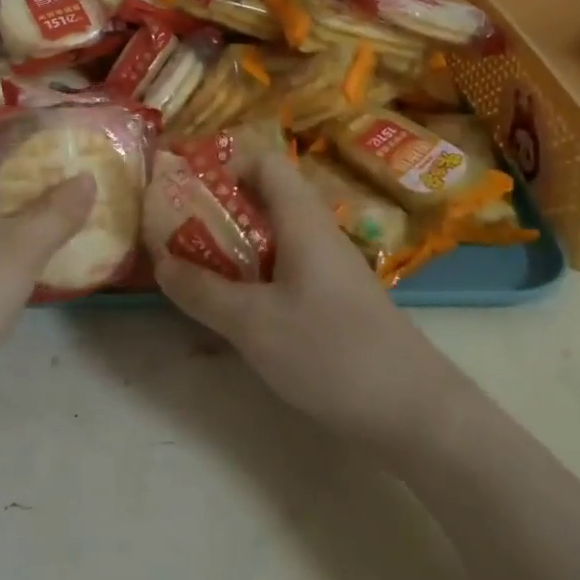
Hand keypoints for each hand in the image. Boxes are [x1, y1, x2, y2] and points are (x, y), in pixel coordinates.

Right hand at [154, 152, 446, 443]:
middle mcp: (318, 235)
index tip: (185, 190)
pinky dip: (254, 281)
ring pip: (273, 241)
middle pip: (265, 201)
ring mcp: (330, 271)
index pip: (265, 163)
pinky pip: (286, 273)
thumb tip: (161, 262)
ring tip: (194, 272)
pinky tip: (235, 314)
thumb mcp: (254, 324)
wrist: (418, 416)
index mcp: (302, 221)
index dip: (224, 166)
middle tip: (177, 234)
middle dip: (217, 213)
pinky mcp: (336, 304)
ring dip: (233, 250)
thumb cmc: (332, 353)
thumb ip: (203, 291)